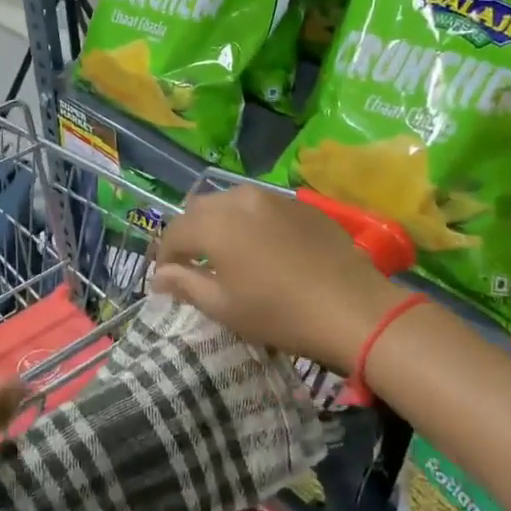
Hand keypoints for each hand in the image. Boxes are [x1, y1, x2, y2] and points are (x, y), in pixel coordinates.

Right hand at [152, 185, 404, 372]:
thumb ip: (185, 285)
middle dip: (190, 234)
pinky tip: (264, 248)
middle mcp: (239, 199)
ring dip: (220, 223)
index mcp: (214, 223)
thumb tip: (159, 276)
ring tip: (228, 253)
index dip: (165, 256)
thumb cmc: (279, 313)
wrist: (351, 308)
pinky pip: (262, 206)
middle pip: (200, 210)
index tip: (167, 278)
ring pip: (231, 202)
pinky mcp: (300, 204)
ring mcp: (272, 197)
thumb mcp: (224, 307)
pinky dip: (251, 222)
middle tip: (194, 264)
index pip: (174, 233)